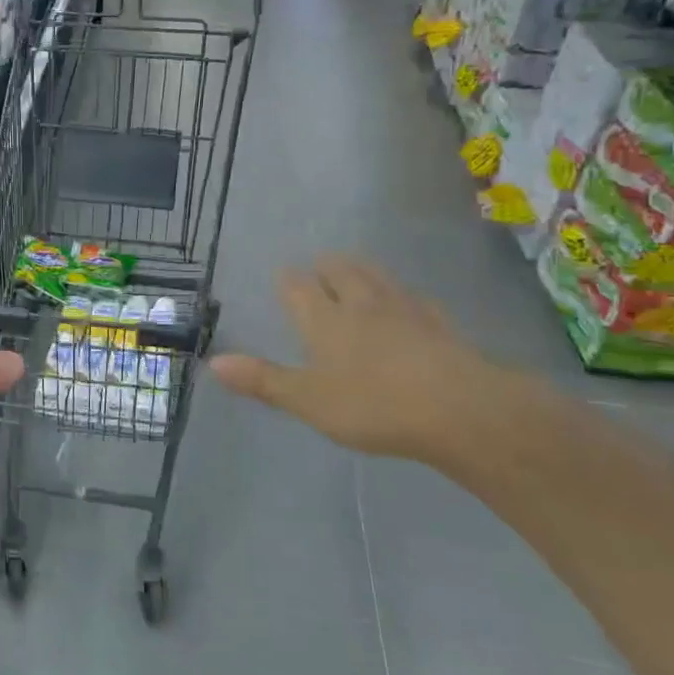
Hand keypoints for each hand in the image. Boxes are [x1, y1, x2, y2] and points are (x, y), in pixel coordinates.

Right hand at [210, 255, 511, 461]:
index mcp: (324, 319)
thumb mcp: (307, 400)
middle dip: (327, 266)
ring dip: (362, 270)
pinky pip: (414, 298)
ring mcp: (404, 309)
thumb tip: (213, 361)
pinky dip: (402, 295)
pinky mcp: (439, 323)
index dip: (289, 280)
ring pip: (377, 276)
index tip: (283, 275)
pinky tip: (408, 302)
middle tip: (320, 266)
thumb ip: (262, 380)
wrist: (460, 408)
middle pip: (340, 271)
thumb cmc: (372, 405)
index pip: (298, 287)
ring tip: (356, 269)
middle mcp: (360, 304)